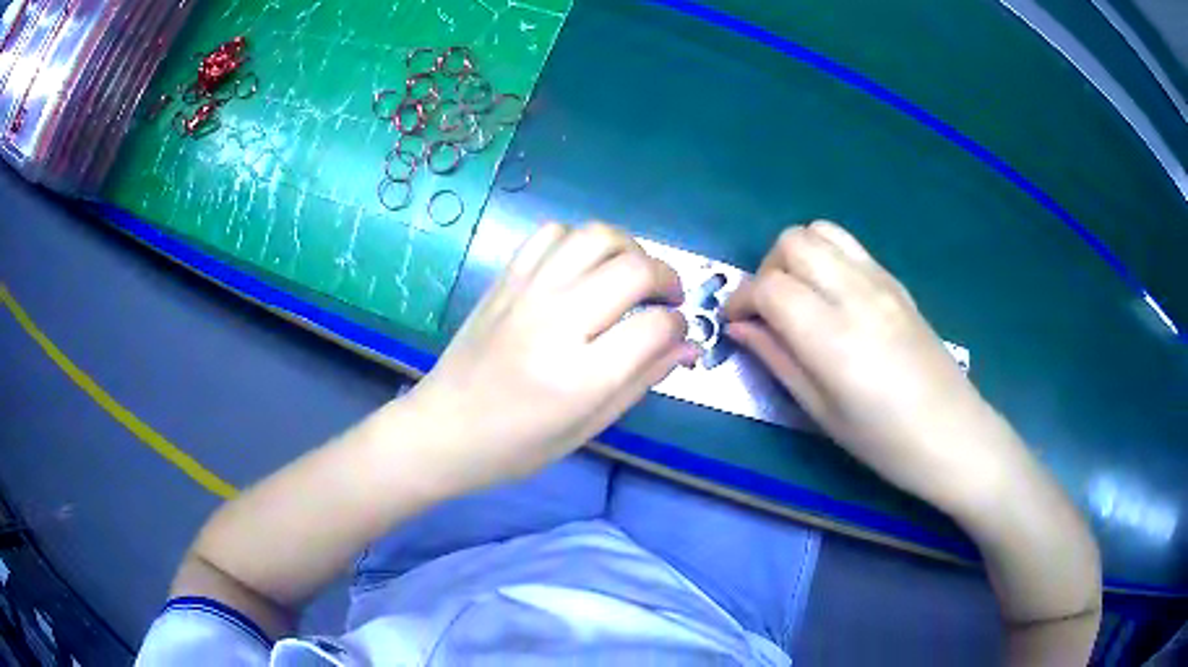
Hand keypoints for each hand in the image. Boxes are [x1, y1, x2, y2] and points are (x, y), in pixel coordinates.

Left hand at [403, 222, 699, 491]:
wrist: (443, 428)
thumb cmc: (516, 446)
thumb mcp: (587, 427)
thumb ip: (641, 381)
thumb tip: (688, 346)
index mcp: (579, 377)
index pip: (654, 327)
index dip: (678, 327)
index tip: (675, 334)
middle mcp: (555, 322)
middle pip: (633, 269)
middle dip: (667, 277)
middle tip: (667, 299)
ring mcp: (526, 293)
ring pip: (596, 236)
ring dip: (629, 248)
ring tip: (632, 274)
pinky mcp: (505, 280)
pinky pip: (551, 233)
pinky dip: (580, 240)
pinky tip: (584, 267)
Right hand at [724, 221, 1015, 510]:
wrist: (951, 432)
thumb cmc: (883, 440)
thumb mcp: (820, 411)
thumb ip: (776, 359)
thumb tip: (739, 328)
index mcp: (833, 337)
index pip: (769, 287)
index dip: (741, 299)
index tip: (737, 323)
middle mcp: (855, 294)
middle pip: (793, 242)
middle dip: (767, 269)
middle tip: (768, 309)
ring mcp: (880, 281)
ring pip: (820, 231)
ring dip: (796, 255)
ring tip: (799, 295)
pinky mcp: (896, 281)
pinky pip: (849, 246)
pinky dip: (826, 256)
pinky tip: (831, 295)